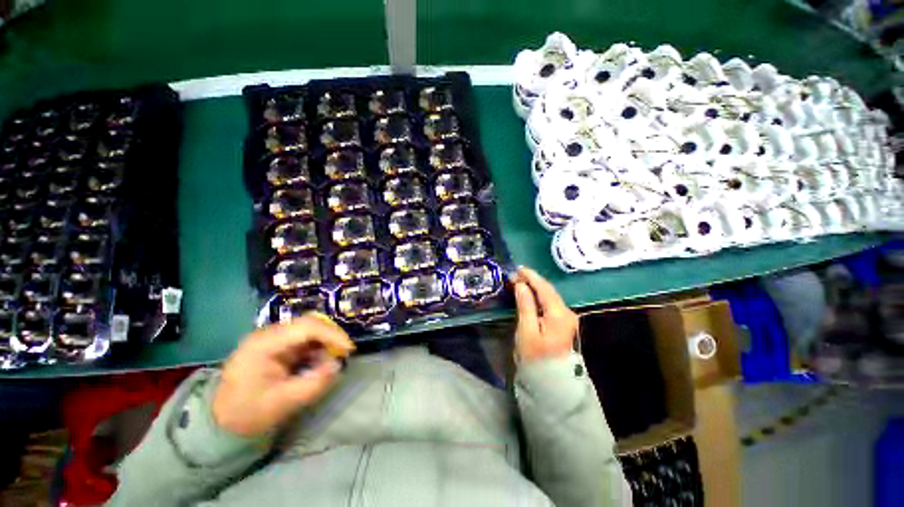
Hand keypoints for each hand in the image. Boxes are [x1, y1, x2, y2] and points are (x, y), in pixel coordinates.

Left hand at [212, 313, 354, 436]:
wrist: (223, 420)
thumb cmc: (249, 413)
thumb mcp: (283, 403)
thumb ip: (313, 384)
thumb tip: (337, 365)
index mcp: (264, 344)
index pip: (305, 328)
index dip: (332, 335)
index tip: (348, 349)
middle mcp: (268, 334)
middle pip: (309, 323)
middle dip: (331, 336)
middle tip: (344, 352)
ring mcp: (272, 338)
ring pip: (309, 328)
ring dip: (325, 341)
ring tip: (330, 359)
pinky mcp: (277, 344)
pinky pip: (304, 338)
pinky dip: (317, 347)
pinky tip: (318, 361)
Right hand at [512, 267, 578, 362]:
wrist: (553, 384)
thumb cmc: (536, 358)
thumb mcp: (526, 331)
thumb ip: (525, 305)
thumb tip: (521, 285)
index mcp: (559, 313)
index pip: (544, 288)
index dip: (531, 276)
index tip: (517, 269)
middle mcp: (567, 313)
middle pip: (549, 291)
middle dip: (532, 281)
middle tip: (515, 275)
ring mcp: (567, 319)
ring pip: (550, 297)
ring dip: (535, 288)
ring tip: (520, 282)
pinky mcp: (563, 324)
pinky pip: (550, 304)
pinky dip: (539, 297)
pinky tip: (530, 295)